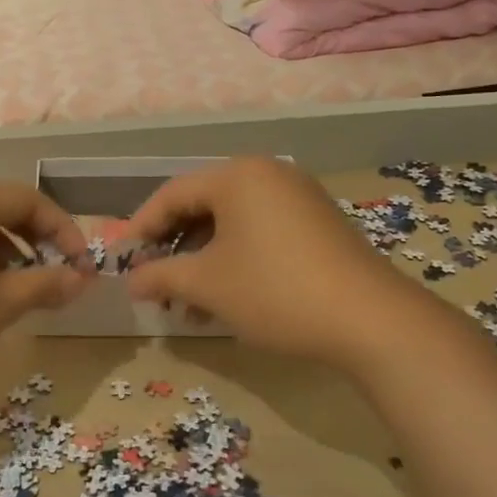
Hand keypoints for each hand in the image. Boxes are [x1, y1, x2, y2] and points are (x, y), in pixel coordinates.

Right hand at [121, 157, 416, 364]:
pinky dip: (235, 260)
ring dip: (203, 261)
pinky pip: (260, 233)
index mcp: (238, 176)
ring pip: (231, 224)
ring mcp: (298, 198)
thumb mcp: (208, 284)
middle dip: (174, 249)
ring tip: (187, 305)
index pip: (172, 194)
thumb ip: (160, 276)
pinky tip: (225, 299)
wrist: (372, 322)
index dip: (142, 227)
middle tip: (155, 283)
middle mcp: (268, 175)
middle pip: (202, 207)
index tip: (124, 260)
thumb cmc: (275, 291)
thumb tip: (130, 282)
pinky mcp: (317, 224)